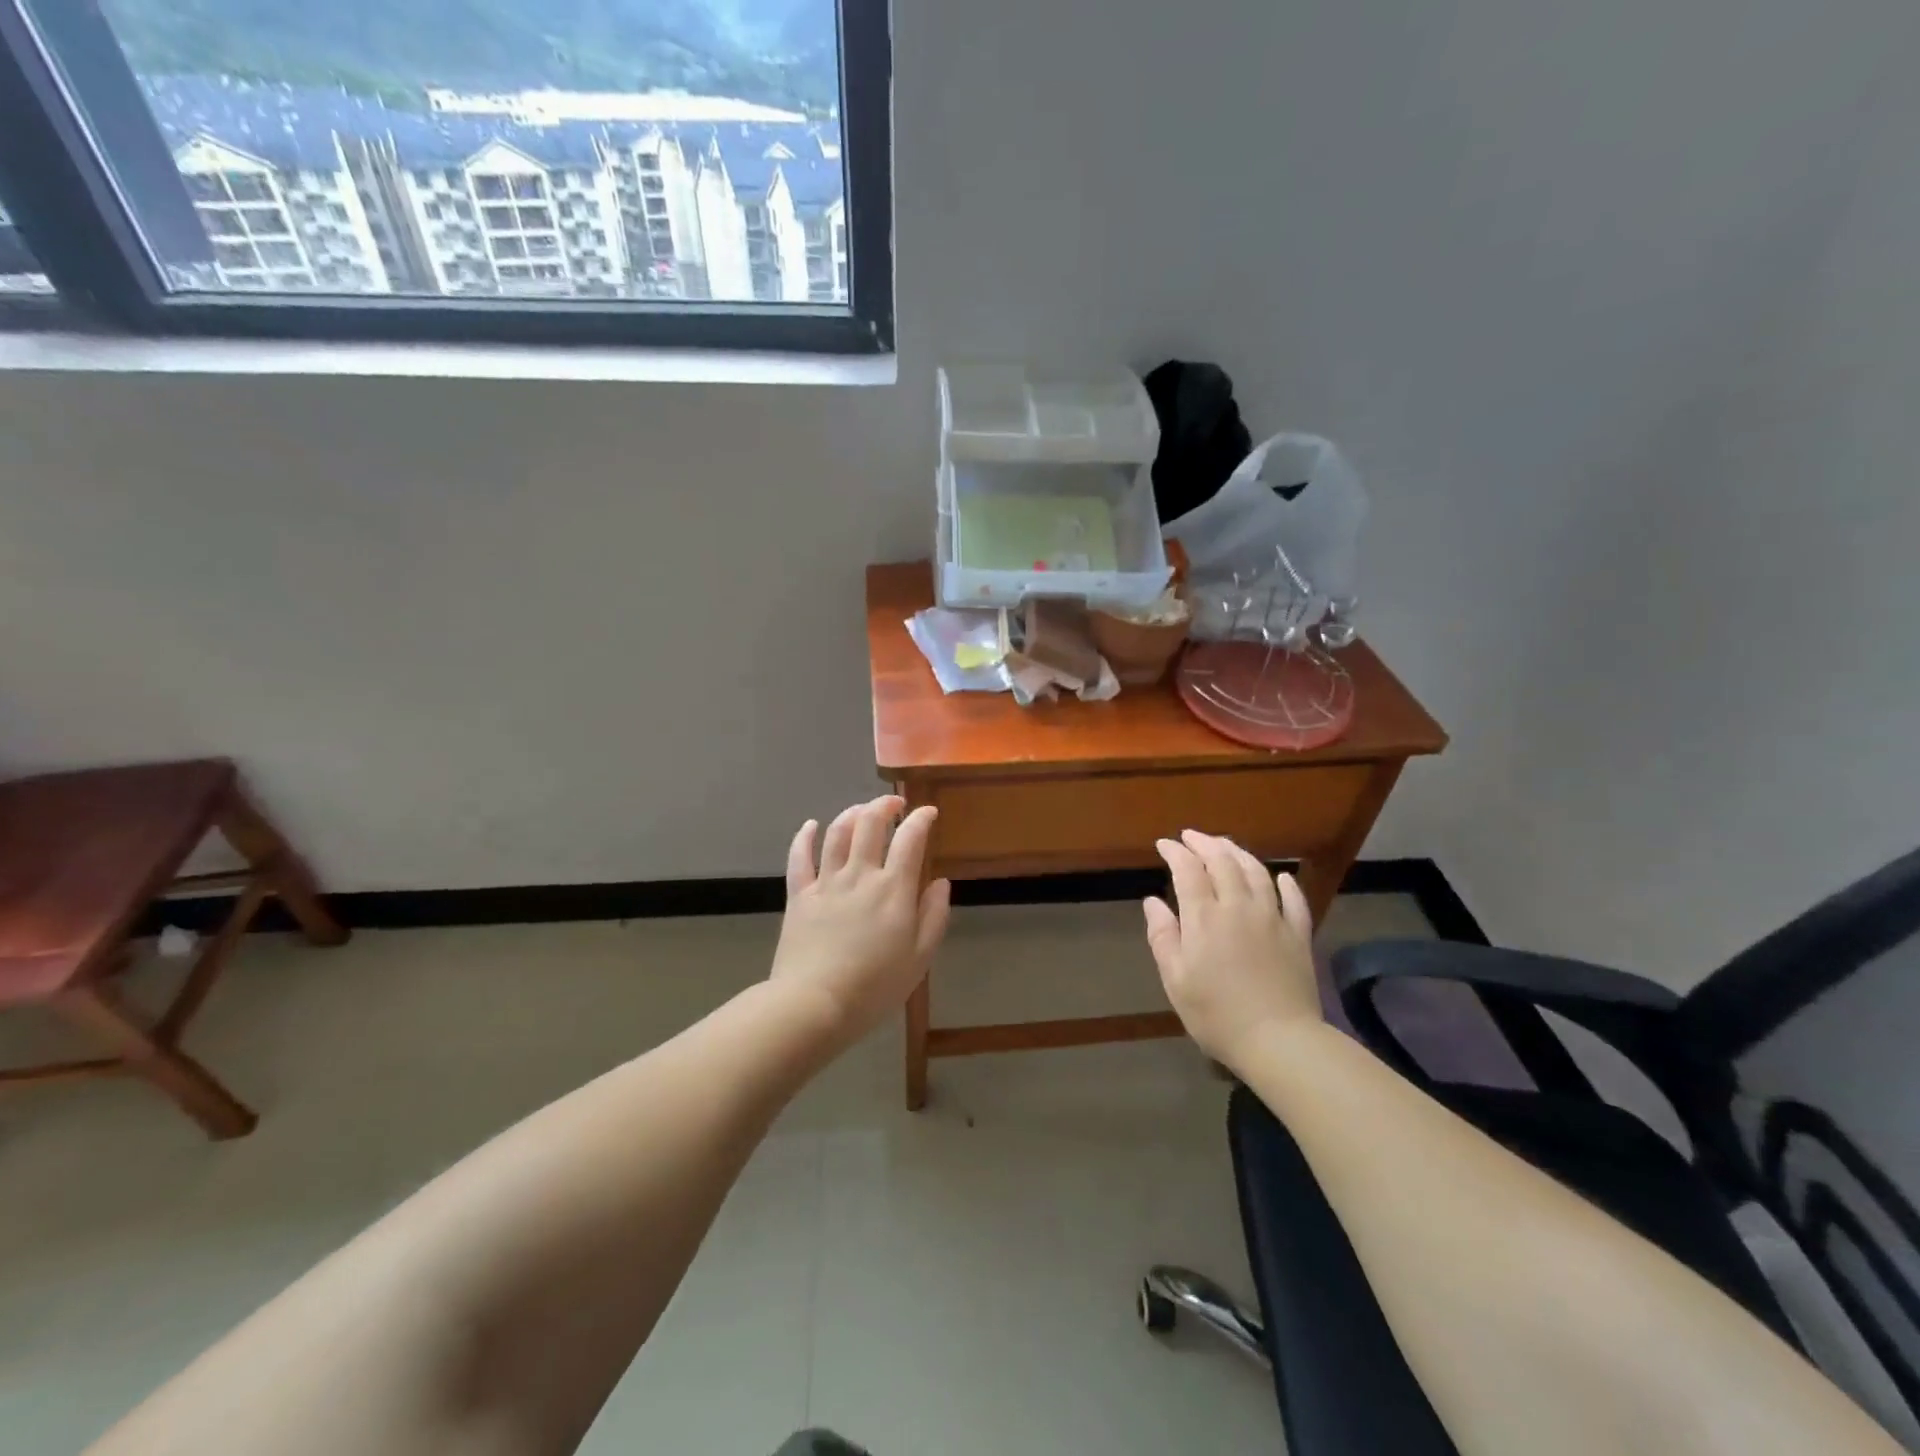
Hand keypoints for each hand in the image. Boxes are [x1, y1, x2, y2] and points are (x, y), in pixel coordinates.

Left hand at [769, 795, 951, 1048]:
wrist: (814, 1003)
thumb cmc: (874, 987)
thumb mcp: (919, 958)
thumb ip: (934, 916)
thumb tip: (940, 882)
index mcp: (893, 889)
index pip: (910, 839)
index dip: (921, 818)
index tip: (929, 812)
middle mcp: (860, 875)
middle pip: (870, 824)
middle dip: (885, 805)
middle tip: (895, 804)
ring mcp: (826, 882)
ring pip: (837, 833)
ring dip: (852, 813)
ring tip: (862, 810)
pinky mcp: (799, 895)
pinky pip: (799, 857)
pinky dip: (804, 836)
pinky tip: (811, 825)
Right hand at [1144, 830, 1322, 1071]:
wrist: (1279, 1041)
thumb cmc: (1216, 1014)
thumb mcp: (1175, 979)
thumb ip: (1163, 936)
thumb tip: (1152, 901)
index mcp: (1205, 917)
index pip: (1188, 870)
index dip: (1175, 852)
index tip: (1163, 844)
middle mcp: (1239, 906)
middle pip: (1223, 862)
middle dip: (1204, 844)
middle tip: (1191, 836)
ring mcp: (1273, 918)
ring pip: (1257, 872)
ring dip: (1239, 853)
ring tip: (1225, 845)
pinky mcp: (1298, 935)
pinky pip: (1294, 900)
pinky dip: (1286, 883)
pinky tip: (1281, 876)